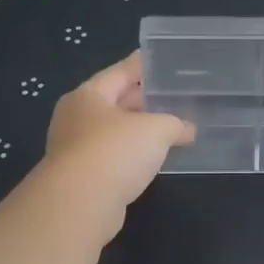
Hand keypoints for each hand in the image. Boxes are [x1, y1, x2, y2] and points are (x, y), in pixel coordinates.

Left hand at [42, 52, 193, 229]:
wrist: (79, 204)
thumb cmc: (114, 152)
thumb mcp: (155, 129)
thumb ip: (174, 123)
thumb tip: (188, 130)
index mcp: (89, 95)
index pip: (120, 72)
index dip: (142, 65)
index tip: (160, 59)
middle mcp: (77, 117)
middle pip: (115, 102)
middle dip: (144, 101)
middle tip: (174, 97)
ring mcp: (76, 149)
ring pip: (115, 132)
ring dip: (140, 132)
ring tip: (170, 129)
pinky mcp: (83, 177)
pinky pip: (114, 158)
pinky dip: (133, 156)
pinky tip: (153, 160)